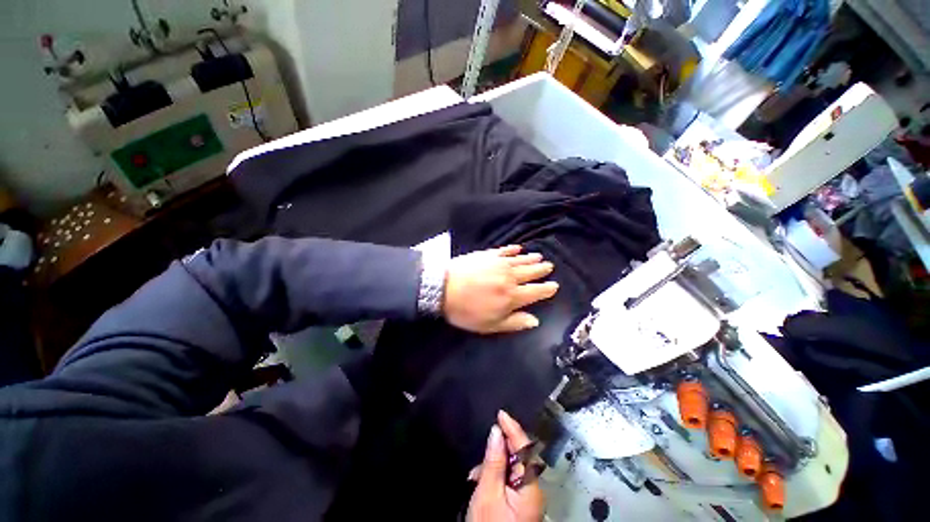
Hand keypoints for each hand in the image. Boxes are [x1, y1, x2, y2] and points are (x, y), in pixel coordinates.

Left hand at [443, 245, 558, 333]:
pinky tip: (518, 248)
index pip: (535, 292)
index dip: (546, 289)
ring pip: (520, 260)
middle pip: (530, 273)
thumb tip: (535, 321)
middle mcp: (510, 277)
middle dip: (541, 270)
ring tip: (539, 256)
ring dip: (531, 259)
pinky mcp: (487, 255)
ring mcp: (499, 264)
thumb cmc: (466, 310)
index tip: (554, 285)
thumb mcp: (490, 324)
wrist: (443, 288)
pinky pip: (504, 251)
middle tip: (549, 266)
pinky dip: (512, 250)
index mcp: (512, 296)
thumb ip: (514, 322)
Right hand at [467, 411, 545, 521]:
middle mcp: (533, 488)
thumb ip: (494, 461)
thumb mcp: (487, 493)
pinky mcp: (520, 501)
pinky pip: (508, 479)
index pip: (524, 448)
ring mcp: (527, 496)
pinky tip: (481, 483)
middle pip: (518, 457)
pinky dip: (494, 477)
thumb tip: (496, 431)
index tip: (501, 413)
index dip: (513, 428)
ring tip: (476, 477)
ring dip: (493, 466)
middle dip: (498, 452)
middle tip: (480, 462)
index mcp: (530, 486)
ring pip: (510, 467)